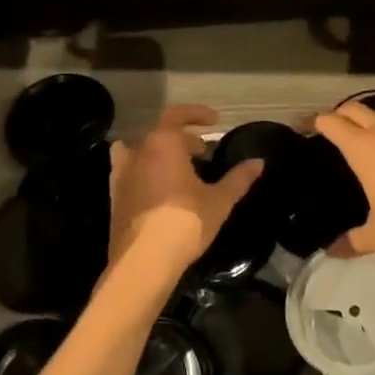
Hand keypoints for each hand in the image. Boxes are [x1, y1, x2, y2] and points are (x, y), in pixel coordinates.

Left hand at [108, 105, 262, 285]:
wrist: (144, 260)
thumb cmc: (185, 222)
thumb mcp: (219, 200)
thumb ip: (238, 178)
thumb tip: (259, 162)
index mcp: (163, 143)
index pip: (177, 115)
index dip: (197, 114)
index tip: (215, 121)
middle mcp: (138, 152)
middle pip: (160, 134)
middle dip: (183, 138)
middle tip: (203, 152)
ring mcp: (122, 174)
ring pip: (141, 152)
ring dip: (160, 154)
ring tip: (178, 169)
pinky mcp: (115, 197)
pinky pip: (129, 172)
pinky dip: (144, 172)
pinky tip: (157, 189)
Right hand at [314, 101, 374, 267]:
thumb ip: (352, 240)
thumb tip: (331, 251)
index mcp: (363, 149)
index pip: (332, 123)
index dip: (315, 122)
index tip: (305, 127)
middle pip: (357, 109)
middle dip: (341, 114)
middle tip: (332, 127)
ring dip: (373, 118)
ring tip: (366, 133)